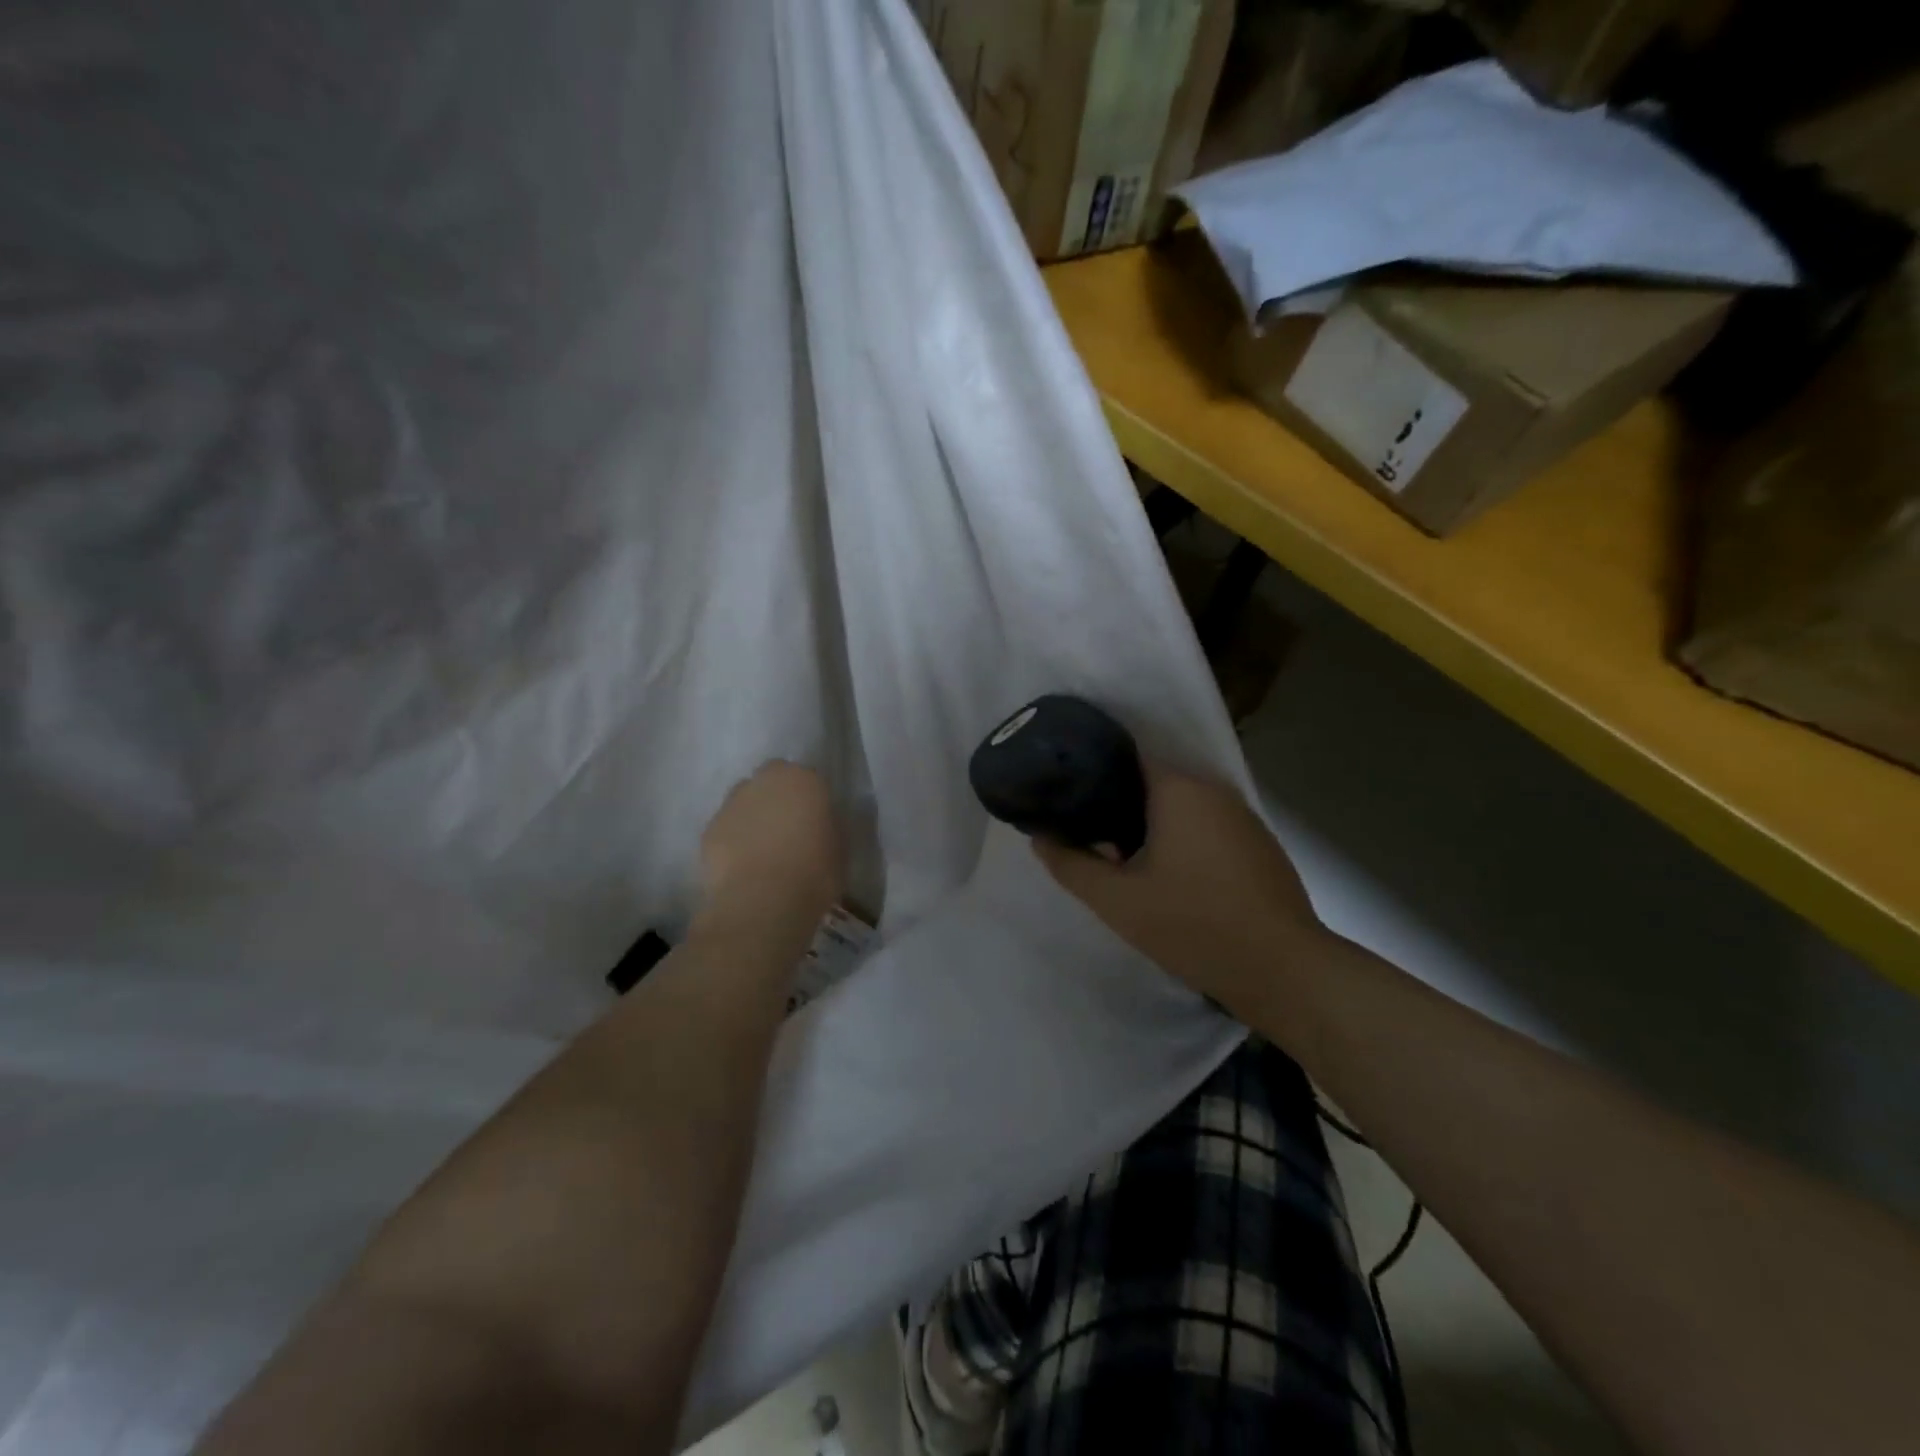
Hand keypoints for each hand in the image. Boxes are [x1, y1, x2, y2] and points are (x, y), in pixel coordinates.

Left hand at [698, 761, 843, 931]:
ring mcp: (732, 803)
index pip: (809, 779)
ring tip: (762, 851)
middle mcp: (765, 781)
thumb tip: (817, 824)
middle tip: (787, 830)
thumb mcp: (840, 846)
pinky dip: (733, 840)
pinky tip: (742, 866)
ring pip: (744, 802)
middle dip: (778, 798)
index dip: (811, 800)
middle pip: (771, 780)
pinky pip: (726, 828)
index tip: (815, 822)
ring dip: (753, 817)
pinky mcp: (709, 829)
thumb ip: (827, 825)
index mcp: (804, 780)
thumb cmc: (814, 872)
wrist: (763, 901)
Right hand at [1031, 765, 1324, 1005]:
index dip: (1091, 773)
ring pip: (1180, 807)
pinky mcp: (1259, 844)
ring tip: (1120, 858)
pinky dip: (1181, 840)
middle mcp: (1213, 789)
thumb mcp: (1117, 901)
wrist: (1282, 970)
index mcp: (1179, 789)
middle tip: (1086, 836)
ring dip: (1150, 826)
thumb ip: (1071, 865)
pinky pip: (1206, 827)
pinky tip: (1169, 876)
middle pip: (1152, 783)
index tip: (1065, 797)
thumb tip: (1039, 837)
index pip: (1125, 757)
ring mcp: (1242, 816)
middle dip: (1117, 805)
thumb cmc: (1193, 925)